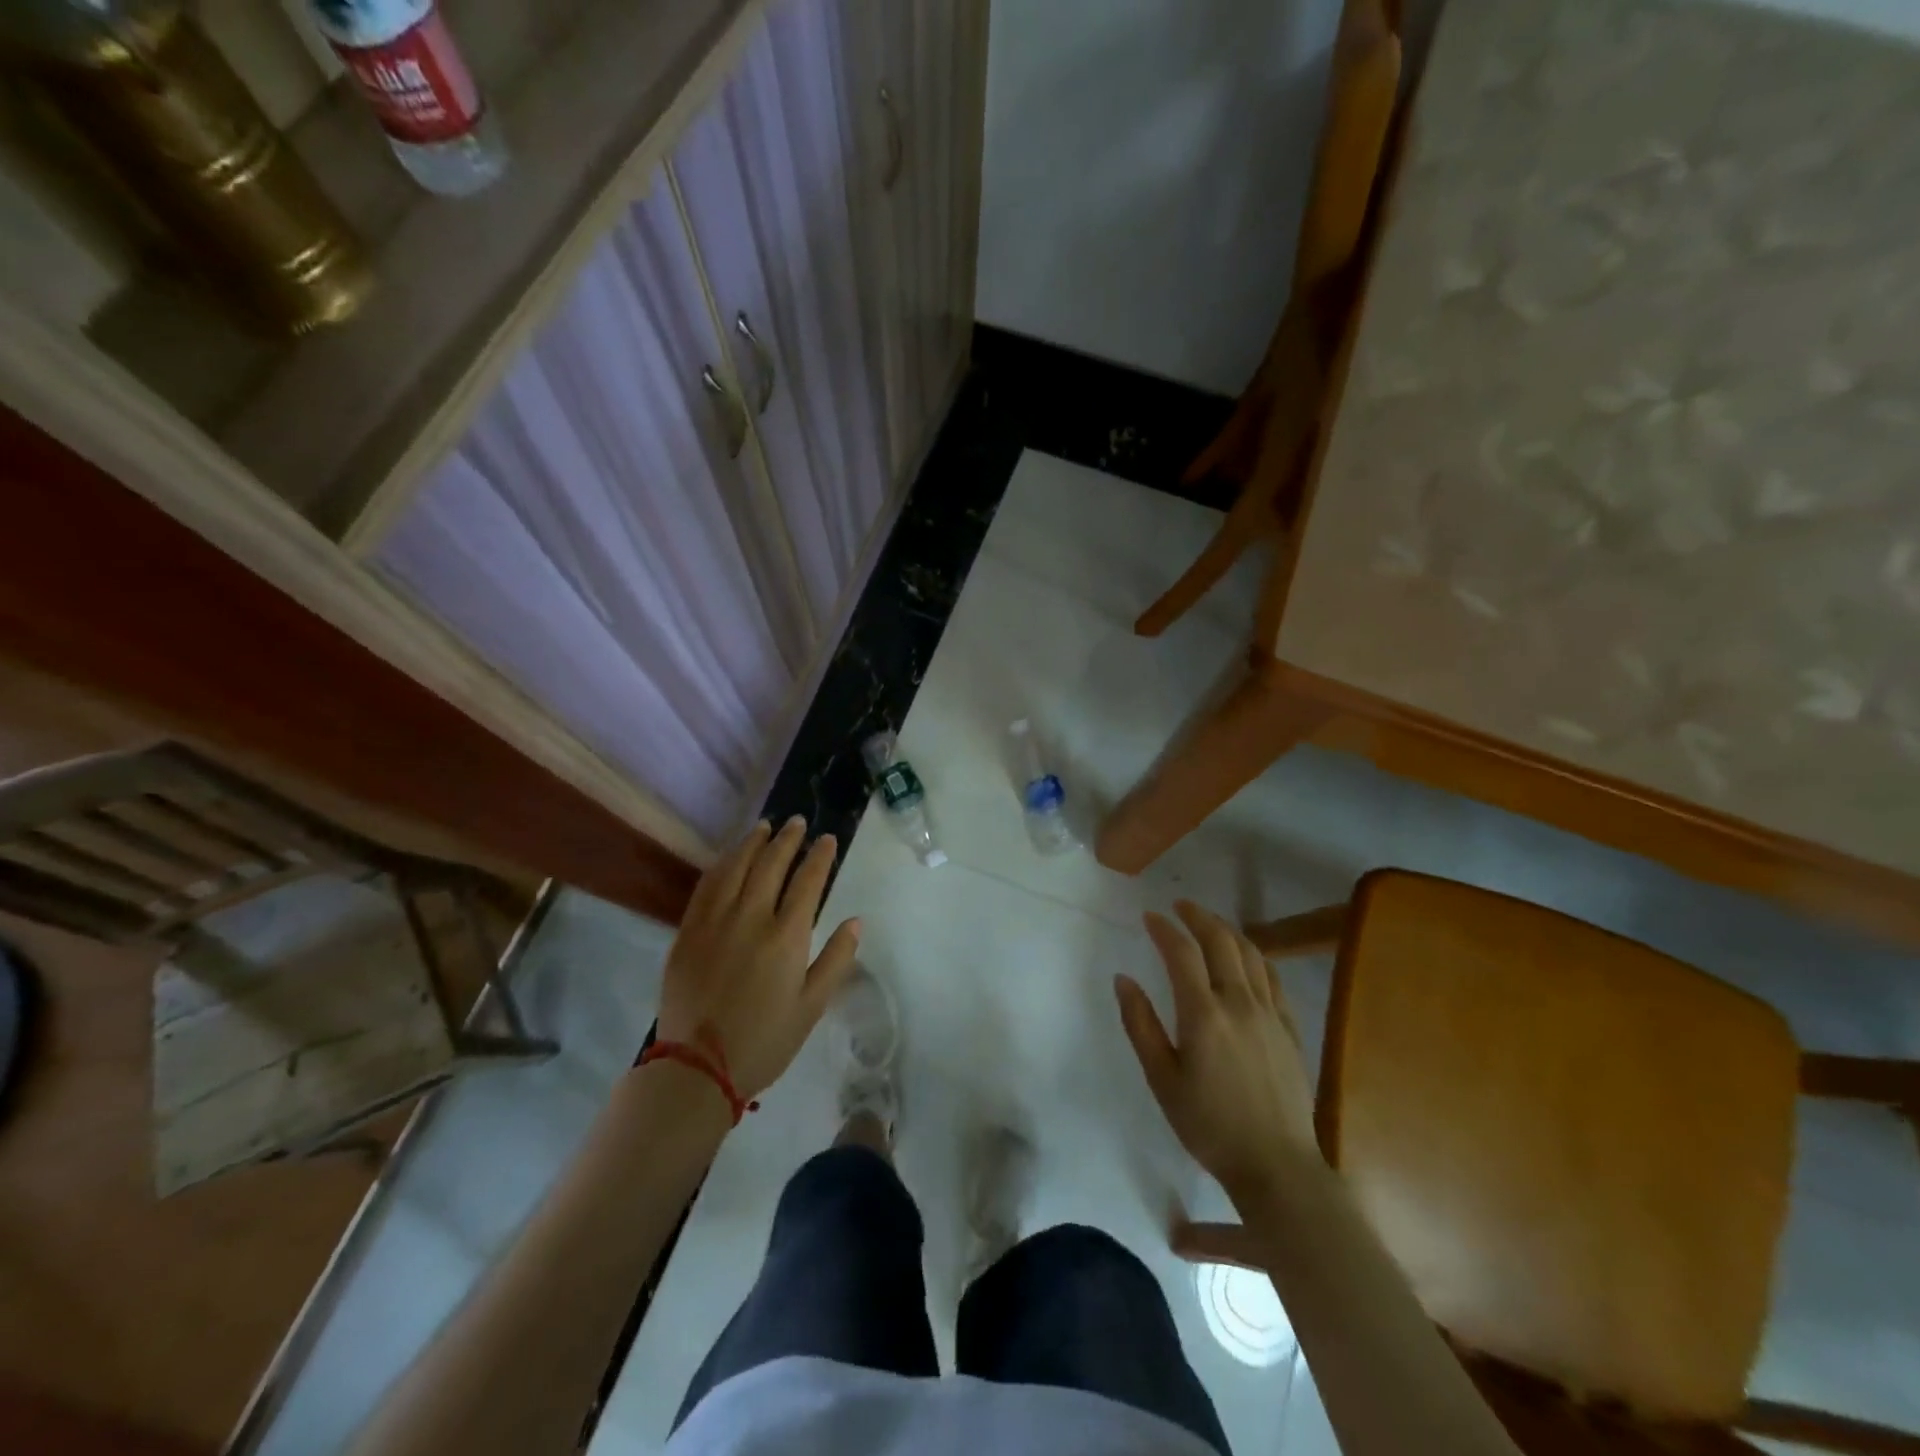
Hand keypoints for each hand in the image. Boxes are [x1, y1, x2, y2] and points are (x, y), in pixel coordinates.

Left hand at [657, 817, 860, 1100]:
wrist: (697, 1068)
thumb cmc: (764, 1041)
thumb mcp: (812, 1007)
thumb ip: (836, 959)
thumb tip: (855, 920)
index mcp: (786, 937)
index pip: (808, 881)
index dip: (820, 856)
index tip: (827, 839)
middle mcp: (751, 918)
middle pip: (771, 864)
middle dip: (788, 839)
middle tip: (798, 822)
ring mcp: (715, 921)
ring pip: (736, 867)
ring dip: (753, 842)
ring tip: (765, 827)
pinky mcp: (688, 931)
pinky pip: (706, 885)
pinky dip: (721, 864)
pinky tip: (729, 856)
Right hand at [1115, 901, 1318, 1205]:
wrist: (1276, 1166)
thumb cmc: (1209, 1125)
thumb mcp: (1162, 1079)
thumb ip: (1140, 1024)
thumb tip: (1123, 979)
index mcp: (1203, 1014)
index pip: (1181, 953)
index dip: (1164, 929)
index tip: (1149, 916)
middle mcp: (1239, 1003)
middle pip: (1220, 942)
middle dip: (1198, 916)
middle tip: (1179, 906)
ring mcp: (1269, 1013)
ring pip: (1250, 954)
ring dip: (1227, 930)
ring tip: (1209, 923)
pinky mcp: (1289, 1028)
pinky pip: (1273, 977)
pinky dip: (1255, 956)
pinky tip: (1247, 958)